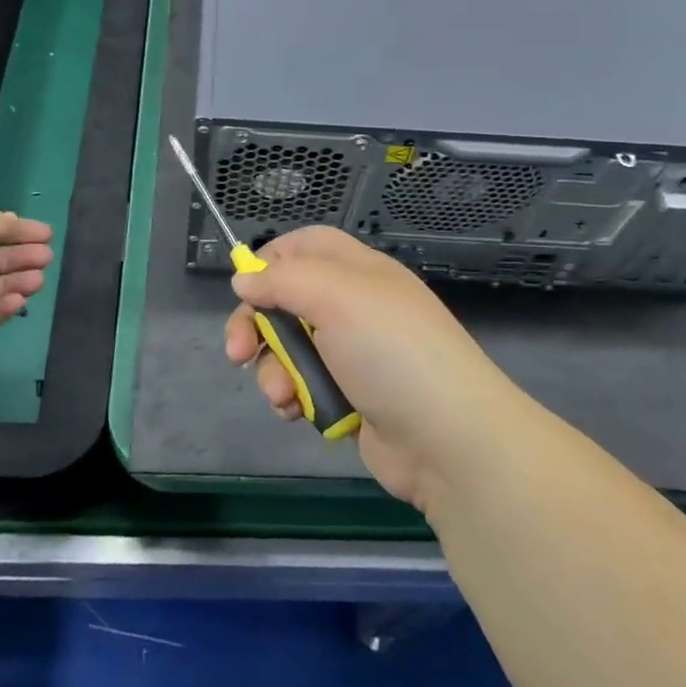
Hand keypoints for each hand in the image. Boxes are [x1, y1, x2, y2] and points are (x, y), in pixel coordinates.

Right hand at [223, 226, 508, 510]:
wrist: (448, 440)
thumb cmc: (391, 352)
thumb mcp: (336, 297)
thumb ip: (283, 280)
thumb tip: (244, 278)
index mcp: (358, 272)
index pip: (307, 246)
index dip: (272, 258)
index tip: (245, 285)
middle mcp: (354, 307)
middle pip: (287, 300)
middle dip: (256, 325)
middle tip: (237, 352)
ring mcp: (353, 354)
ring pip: (290, 348)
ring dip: (274, 370)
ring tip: (282, 396)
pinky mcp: (350, 397)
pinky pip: (305, 385)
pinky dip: (294, 397)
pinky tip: (296, 413)